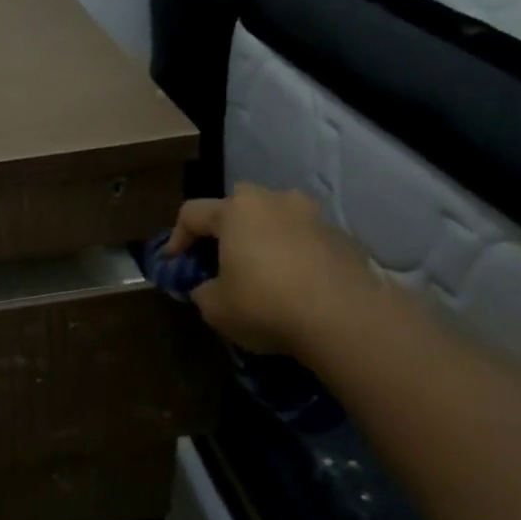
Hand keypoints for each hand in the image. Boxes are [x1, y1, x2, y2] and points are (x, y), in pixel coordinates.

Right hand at [165, 185, 378, 355]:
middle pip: (237, 205)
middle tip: (219, 258)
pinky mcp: (342, 237)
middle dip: (224, 228)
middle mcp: (274, 201)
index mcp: (235, 210)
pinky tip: (295, 284)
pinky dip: (293, 254)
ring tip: (261, 269)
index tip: (173, 265)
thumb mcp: (215, 308)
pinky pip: (305, 239)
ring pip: (276, 218)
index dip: (176, 239)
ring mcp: (312, 215)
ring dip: (263, 237)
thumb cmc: (266, 305)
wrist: (347, 318)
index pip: (191, 213)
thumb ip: (202, 291)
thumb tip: (207, 287)